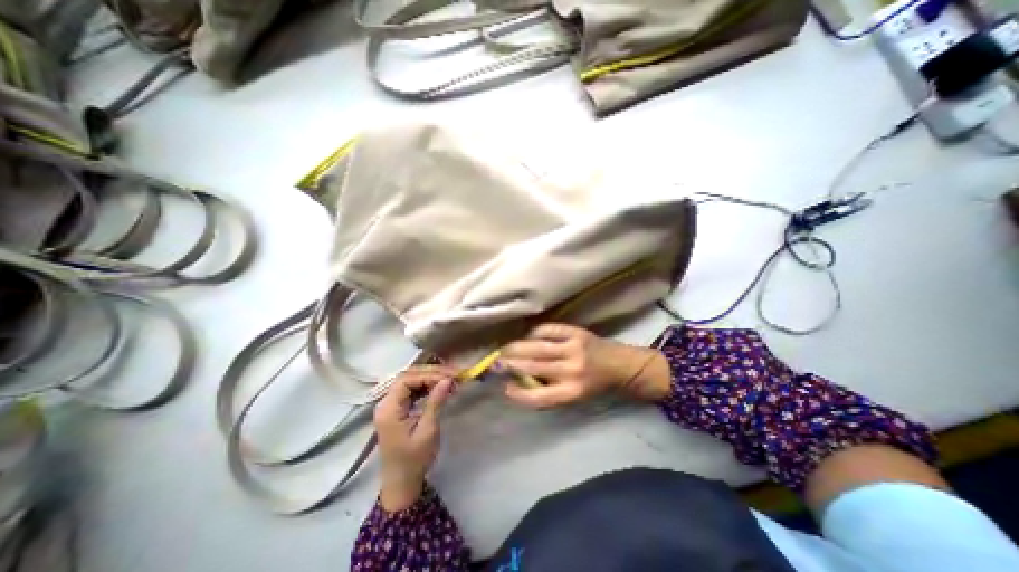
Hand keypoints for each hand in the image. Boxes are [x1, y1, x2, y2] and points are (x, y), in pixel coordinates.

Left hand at [374, 366, 455, 513]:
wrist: (401, 484)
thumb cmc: (414, 459)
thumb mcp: (428, 430)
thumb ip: (436, 402)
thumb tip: (447, 380)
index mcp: (389, 409)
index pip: (407, 380)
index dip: (428, 375)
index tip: (449, 377)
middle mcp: (386, 403)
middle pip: (408, 377)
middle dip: (431, 373)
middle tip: (453, 375)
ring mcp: (390, 406)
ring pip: (410, 381)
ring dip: (430, 378)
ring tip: (449, 380)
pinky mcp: (397, 410)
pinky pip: (411, 390)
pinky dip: (426, 386)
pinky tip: (439, 388)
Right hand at [499, 325, 674, 407]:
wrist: (620, 364)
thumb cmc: (593, 385)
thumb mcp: (573, 396)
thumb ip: (548, 391)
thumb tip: (518, 382)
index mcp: (572, 392)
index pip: (537, 396)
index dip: (517, 393)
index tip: (505, 388)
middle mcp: (571, 370)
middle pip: (532, 367)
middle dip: (510, 364)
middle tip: (495, 362)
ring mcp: (573, 347)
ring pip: (536, 347)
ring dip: (516, 347)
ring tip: (504, 348)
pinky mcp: (575, 332)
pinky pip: (547, 330)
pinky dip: (533, 332)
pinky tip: (527, 336)